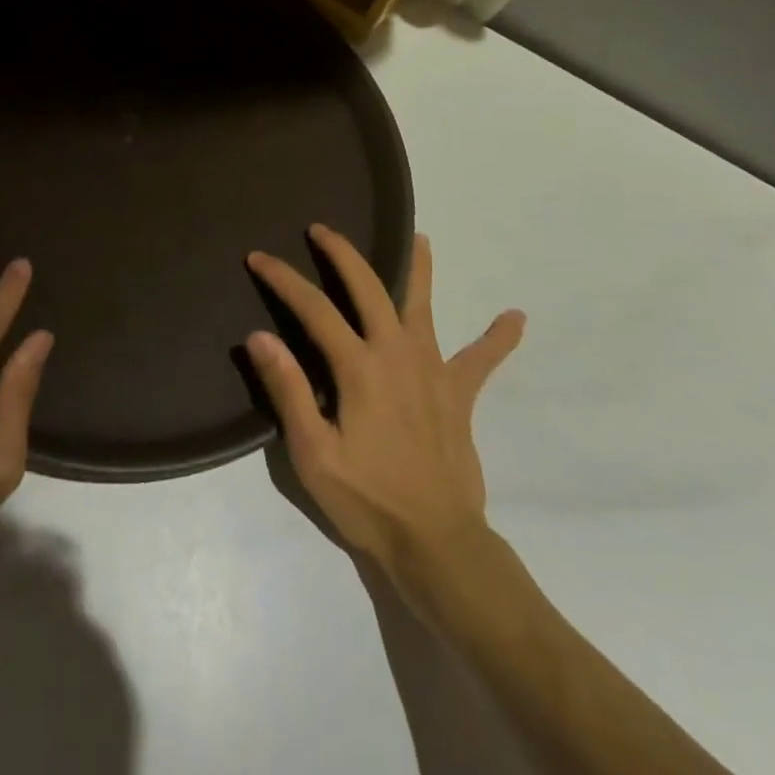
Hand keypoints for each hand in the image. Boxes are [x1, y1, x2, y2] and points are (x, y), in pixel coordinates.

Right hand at [244, 224, 523, 578]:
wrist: (437, 545)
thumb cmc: (367, 500)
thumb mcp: (312, 453)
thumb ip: (287, 390)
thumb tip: (259, 336)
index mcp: (359, 367)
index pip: (314, 308)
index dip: (283, 278)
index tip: (259, 257)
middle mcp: (397, 354)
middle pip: (369, 288)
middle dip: (343, 253)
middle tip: (322, 229)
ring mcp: (433, 371)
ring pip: (425, 307)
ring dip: (421, 269)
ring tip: (420, 237)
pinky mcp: (459, 395)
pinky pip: (482, 361)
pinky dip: (497, 339)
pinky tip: (516, 317)